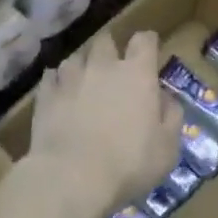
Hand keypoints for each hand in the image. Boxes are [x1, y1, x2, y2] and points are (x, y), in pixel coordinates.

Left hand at [29, 31, 182, 217]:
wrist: (71, 178)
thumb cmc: (128, 163)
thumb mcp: (168, 147)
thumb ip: (171, 115)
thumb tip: (165, 98)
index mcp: (137, 73)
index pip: (144, 39)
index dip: (148, 43)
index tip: (150, 53)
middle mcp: (103, 66)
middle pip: (106, 40)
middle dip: (111, 49)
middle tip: (114, 69)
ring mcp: (71, 78)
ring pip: (76, 56)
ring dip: (83, 65)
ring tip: (85, 81)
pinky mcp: (46, 95)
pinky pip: (51, 76)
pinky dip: (57, 81)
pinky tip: (60, 93)